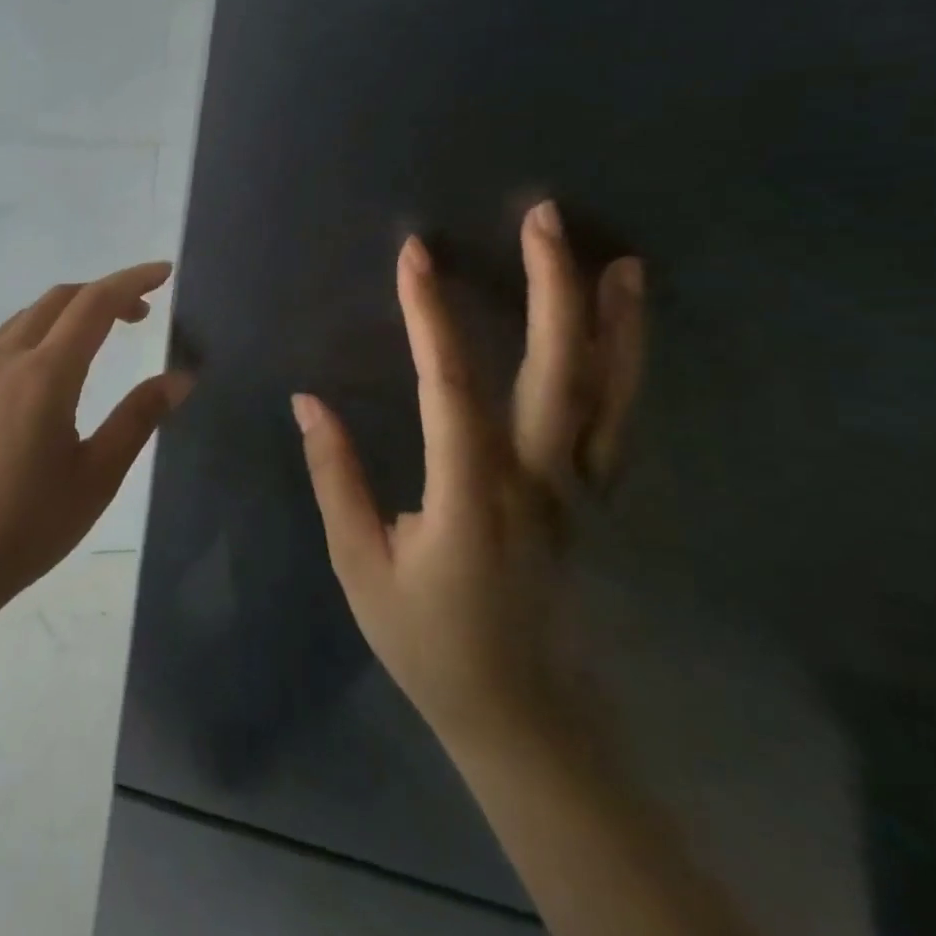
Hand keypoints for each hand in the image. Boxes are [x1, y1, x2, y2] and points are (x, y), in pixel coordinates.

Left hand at [0, 262, 193, 622]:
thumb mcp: (97, 477)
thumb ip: (138, 418)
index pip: (94, 304)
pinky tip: (49, 372)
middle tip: (140, 314)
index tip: (163, 274)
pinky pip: (3, 343)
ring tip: (99, 337)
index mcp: (44, 375)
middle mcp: (5, 360)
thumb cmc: (27, 526)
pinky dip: (38, 334)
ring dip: (67, 312)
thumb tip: (180, 377)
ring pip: (26, 318)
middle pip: (58, 300)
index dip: (132, 282)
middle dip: (103, 293)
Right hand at [292, 203, 644, 741]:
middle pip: (556, 373)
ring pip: (607, 395)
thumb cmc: (428, 641)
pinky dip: (627, 369)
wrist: (522, 717)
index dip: (431, 316)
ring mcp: (579, 492)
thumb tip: (308, 402)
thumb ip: (335, 477)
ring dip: (612, 322)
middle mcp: (538, 483)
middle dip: (550, 290)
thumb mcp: (360, 565)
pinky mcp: (593, 502)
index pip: (451, 389)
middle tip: (543, 219)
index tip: (415, 256)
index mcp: (471, 497)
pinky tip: (623, 332)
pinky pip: (615, 422)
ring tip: (620, 259)